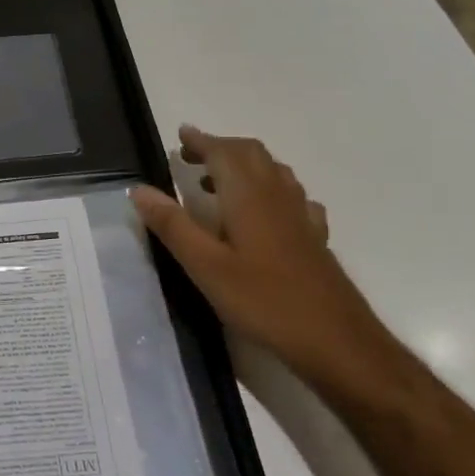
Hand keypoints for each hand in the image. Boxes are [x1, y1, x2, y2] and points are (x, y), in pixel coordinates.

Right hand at [131, 127, 389, 381]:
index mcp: (249, 196)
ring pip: (274, 172)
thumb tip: (139, 189)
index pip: (224, 152)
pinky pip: (291, 197)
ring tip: (217, 181)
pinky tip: (263, 212)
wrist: (336, 340)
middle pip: (252, 154)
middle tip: (192, 157)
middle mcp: (278, 196)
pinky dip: (269, 189)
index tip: (180, 135)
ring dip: (244, 165)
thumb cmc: (264, 301)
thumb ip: (172, 225)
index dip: (201, 141)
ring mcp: (301, 216)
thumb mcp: (205, 266)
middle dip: (221, 148)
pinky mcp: (314, 237)